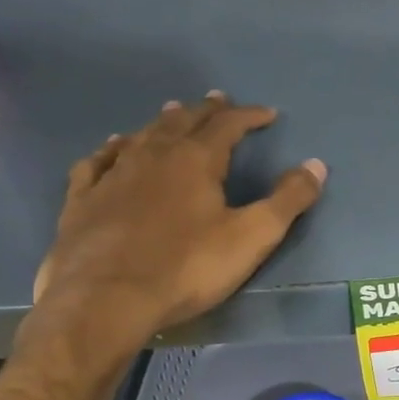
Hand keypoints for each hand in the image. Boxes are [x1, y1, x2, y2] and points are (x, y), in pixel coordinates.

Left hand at [29, 93, 325, 362]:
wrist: (105, 299)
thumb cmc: (187, 268)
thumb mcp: (252, 236)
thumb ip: (287, 200)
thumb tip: (316, 165)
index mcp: (195, 160)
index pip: (227, 124)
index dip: (249, 116)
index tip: (267, 114)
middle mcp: (153, 156)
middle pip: (182, 122)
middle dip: (205, 110)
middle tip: (218, 100)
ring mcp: (113, 175)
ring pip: (141, 136)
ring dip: (162, 122)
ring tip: (173, 113)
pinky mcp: (82, 200)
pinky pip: (98, 161)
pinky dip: (112, 148)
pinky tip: (113, 147)